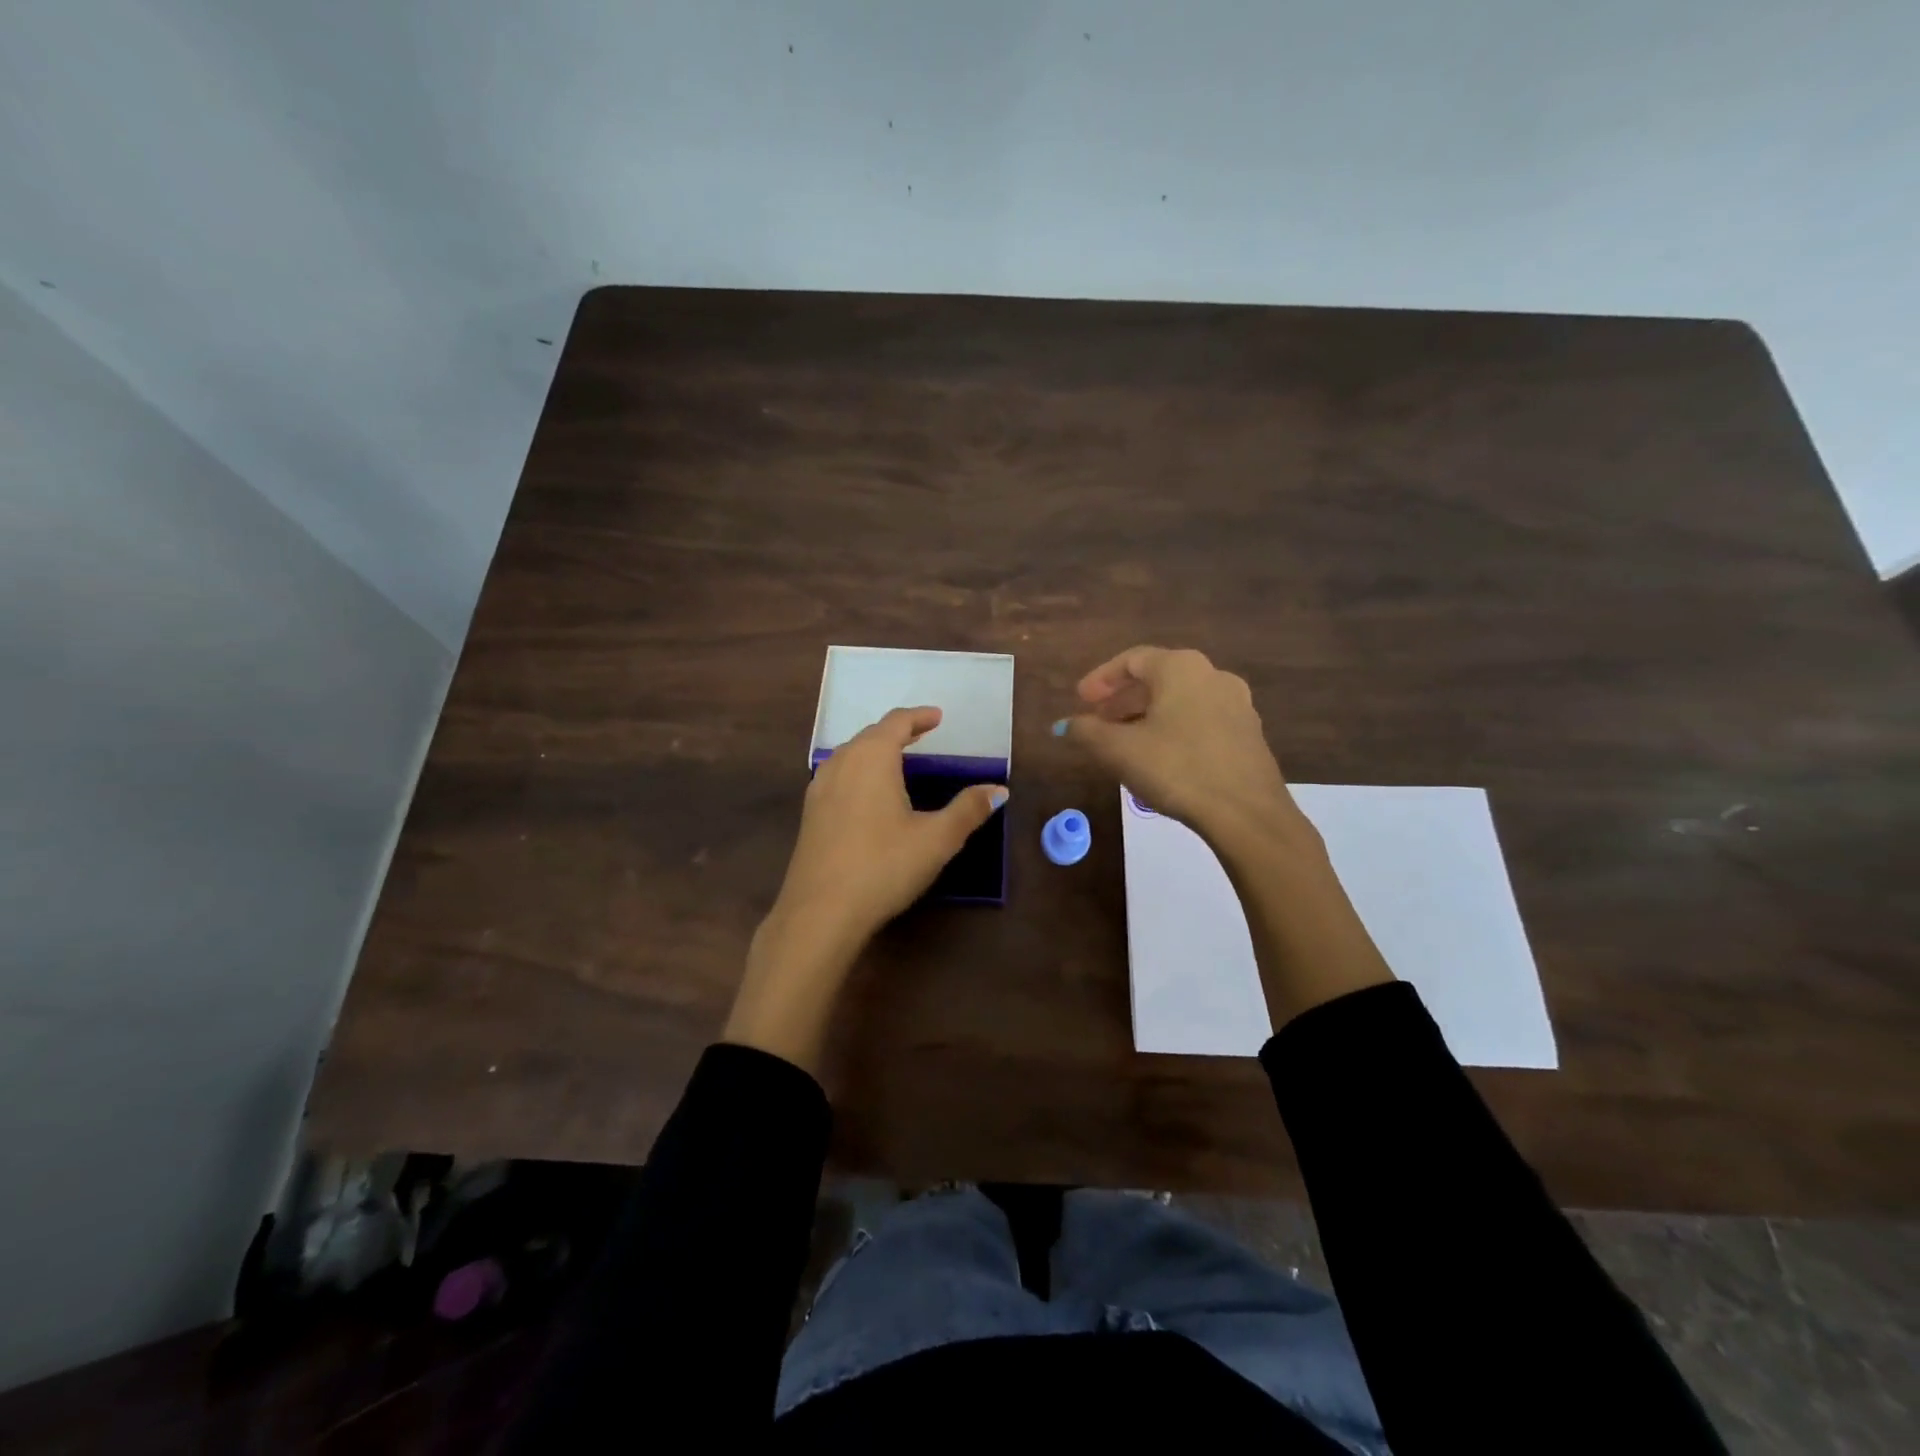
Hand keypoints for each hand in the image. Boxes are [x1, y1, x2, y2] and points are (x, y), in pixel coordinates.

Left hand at [723, 706, 1007, 1072]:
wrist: (820, 911)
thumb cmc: (883, 866)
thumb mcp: (936, 839)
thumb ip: (968, 810)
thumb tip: (999, 790)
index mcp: (872, 758)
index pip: (896, 723)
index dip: (919, 717)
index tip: (938, 717)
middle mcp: (841, 763)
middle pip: (871, 735)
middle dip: (898, 731)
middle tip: (922, 735)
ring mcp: (819, 788)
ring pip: (851, 755)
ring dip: (876, 750)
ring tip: (898, 760)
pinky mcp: (810, 814)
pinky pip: (839, 776)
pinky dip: (859, 771)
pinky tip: (868, 794)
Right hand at [1059, 646, 1296, 851]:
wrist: (1246, 813)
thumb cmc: (1176, 769)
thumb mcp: (1119, 751)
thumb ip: (1086, 731)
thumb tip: (1064, 724)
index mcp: (1180, 668)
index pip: (1132, 660)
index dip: (1101, 679)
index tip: (1080, 700)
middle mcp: (1212, 675)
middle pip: (1158, 678)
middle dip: (1123, 698)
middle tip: (1099, 721)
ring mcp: (1237, 704)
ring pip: (1180, 700)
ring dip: (1148, 715)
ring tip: (1125, 742)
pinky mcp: (1248, 734)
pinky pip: (1201, 719)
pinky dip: (1174, 728)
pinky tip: (1160, 756)